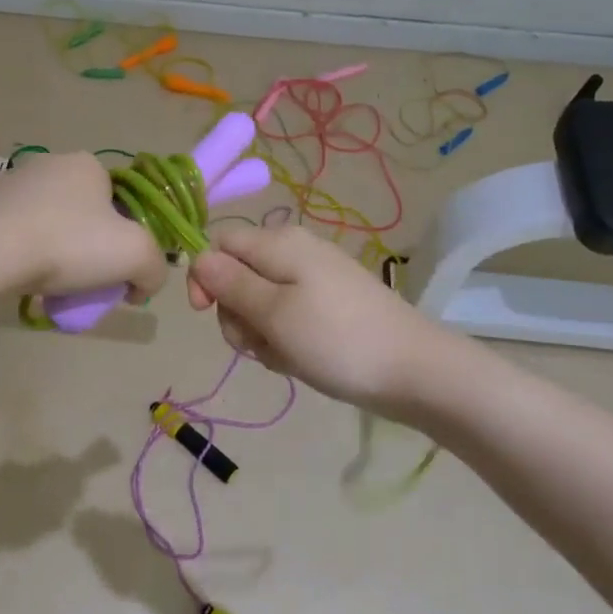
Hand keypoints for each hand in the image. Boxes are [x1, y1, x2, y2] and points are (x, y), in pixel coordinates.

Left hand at [0, 152, 168, 299]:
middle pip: (88, 215)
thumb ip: (155, 269)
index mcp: (89, 164)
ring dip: (60, 254)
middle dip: (93, 249)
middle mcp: (51, 164)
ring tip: (55, 287)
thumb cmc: (69, 244)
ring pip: (53, 226)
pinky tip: (26, 279)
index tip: (120, 272)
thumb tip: (143, 285)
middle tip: (89, 284)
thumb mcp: (137, 255)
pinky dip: (29, 256)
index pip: (122, 202)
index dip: (127, 238)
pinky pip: (20, 235)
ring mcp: (13, 183)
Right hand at [186, 225, 445, 411]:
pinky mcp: (328, 304)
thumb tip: (198, 258)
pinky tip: (301, 359)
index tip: (205, 314)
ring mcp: (314, 278)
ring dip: (260, 333)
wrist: (414, 370)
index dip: (205, 276)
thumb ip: (231, 284)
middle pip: (238, 275)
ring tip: (286, 355)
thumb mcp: (273, 313)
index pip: (219, 243)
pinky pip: (287, 316)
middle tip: (259, 343)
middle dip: (236, 313)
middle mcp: (294, 251)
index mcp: (278, 243)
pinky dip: (285, 339)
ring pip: (260, 301)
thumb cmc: (336, 340)